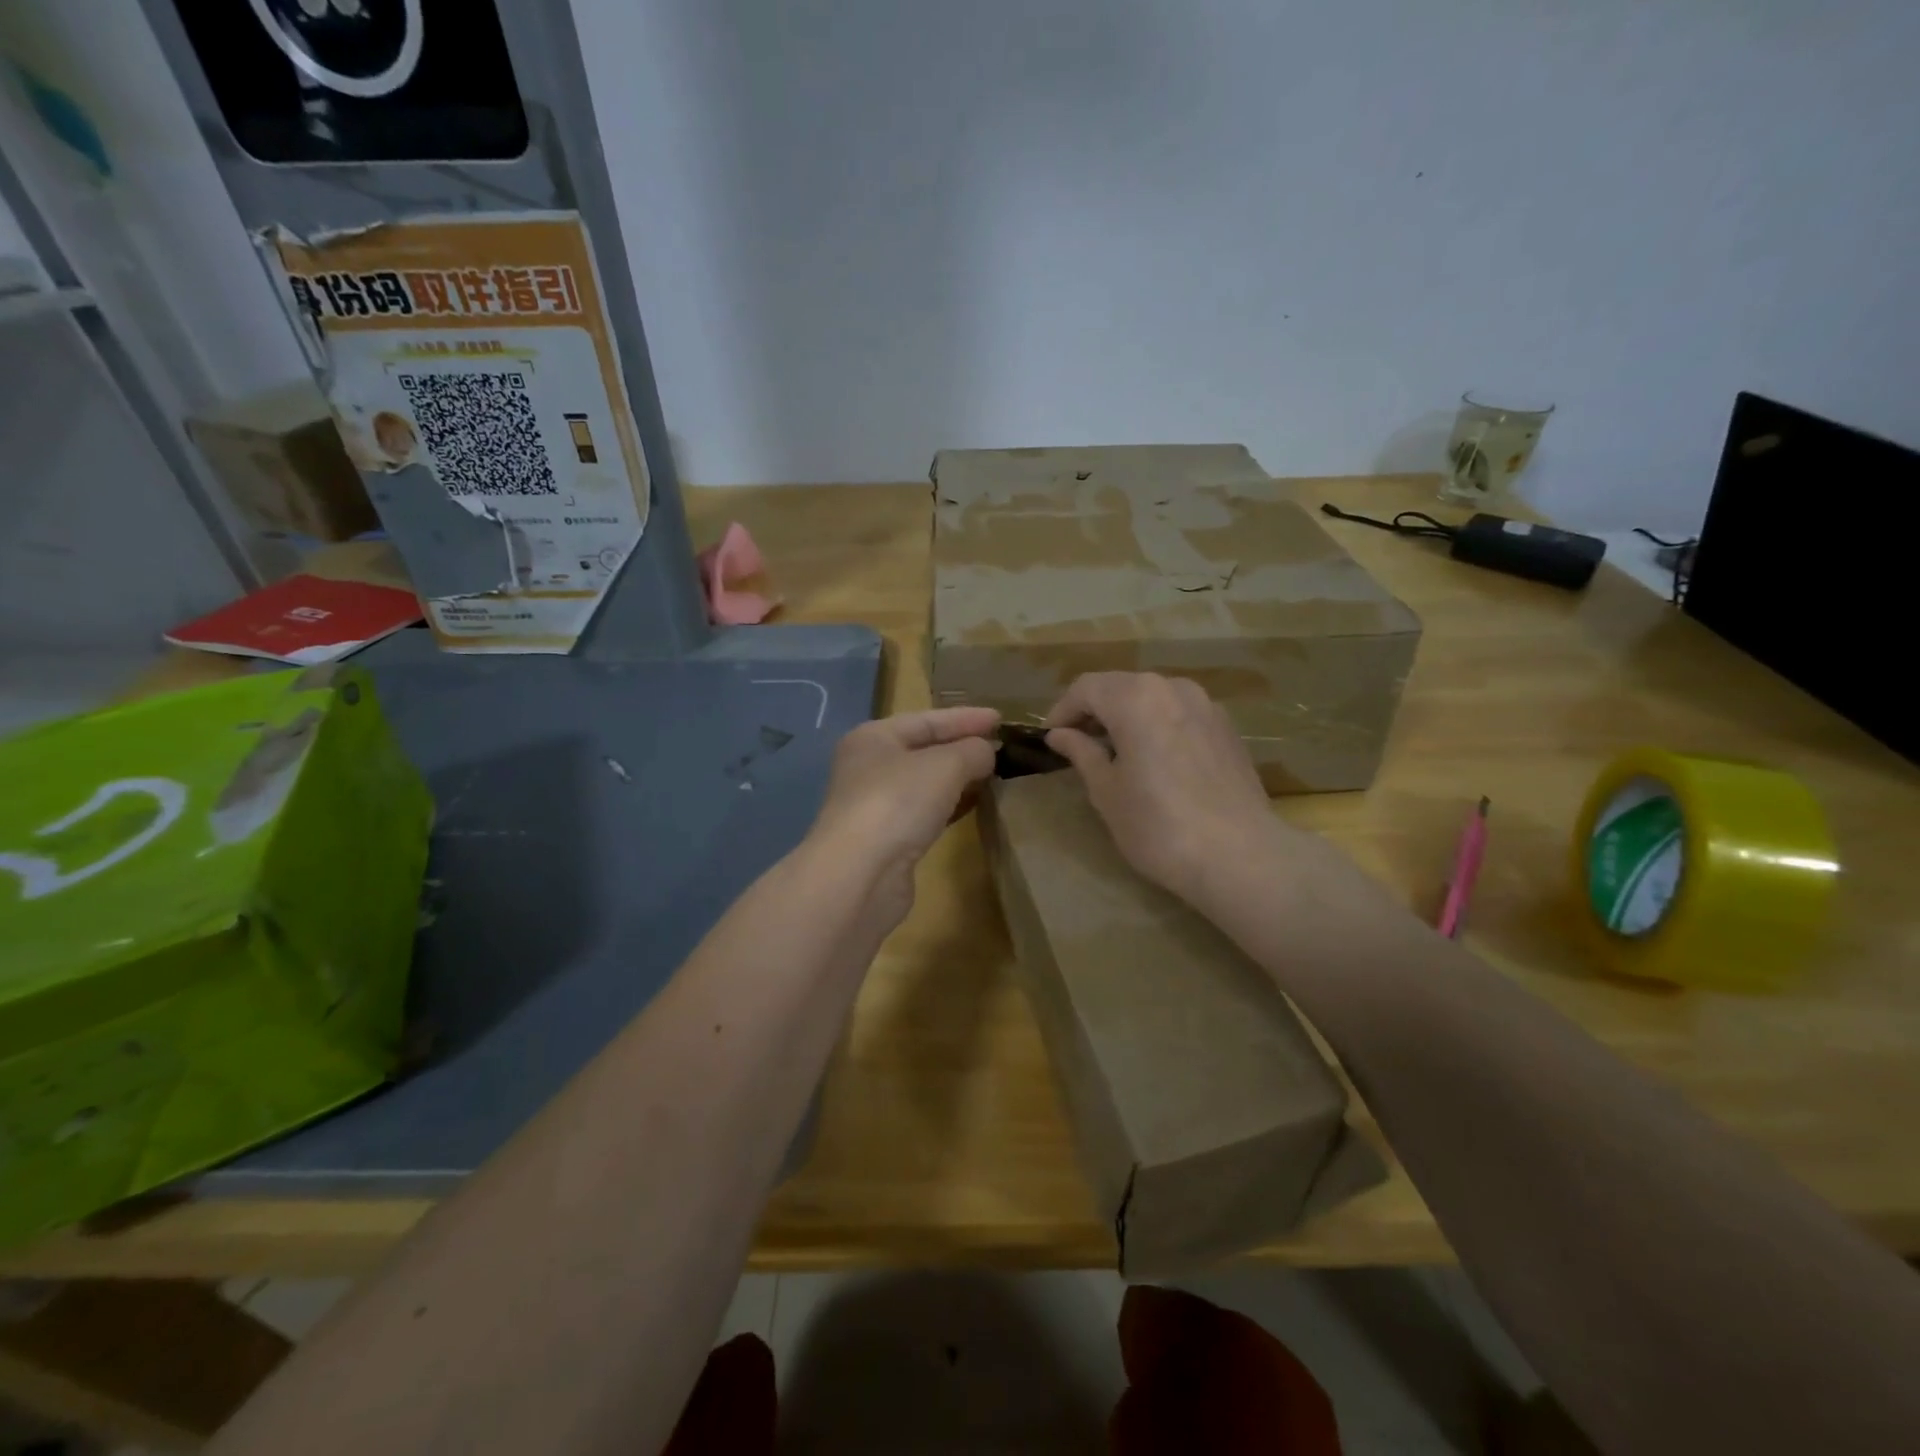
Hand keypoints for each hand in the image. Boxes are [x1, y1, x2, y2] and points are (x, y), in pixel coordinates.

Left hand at [809, 705, 1000, 918]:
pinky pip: (924, 812)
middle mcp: (869, 767)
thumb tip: (986, 753)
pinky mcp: (886, 839)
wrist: (860, 874)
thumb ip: (972, 751)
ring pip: (924, 783)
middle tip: (1000, 747)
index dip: (965, 718)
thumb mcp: (945, 765)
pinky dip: (949, 805)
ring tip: (993, 775)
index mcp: (874, 738)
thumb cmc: (898, 802)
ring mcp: (875, 805)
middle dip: (962, 747)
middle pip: (923, 749)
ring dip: (958, 778)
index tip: (1001, 719)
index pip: (927, 719)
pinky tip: (973, 806)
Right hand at [1044, 673, 1281, 904]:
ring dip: (1127, 715)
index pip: (1086, 688)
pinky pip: (1179, 712)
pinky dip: (1158, 724)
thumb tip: (1060, 734)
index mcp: (1135, 698)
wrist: (1239, 856)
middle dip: (1095, 710)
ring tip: (1115, 751)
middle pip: (1121, 686)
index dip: (1063, 710)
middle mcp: (1172, 688)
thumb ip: (1082, 753)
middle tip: (1078, 744)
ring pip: (1153, 697)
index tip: (1051, 738)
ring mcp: (1206, 705)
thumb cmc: (1158, 825)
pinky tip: (1154, 758)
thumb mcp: (1106, 791)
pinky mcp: (1226, 727)